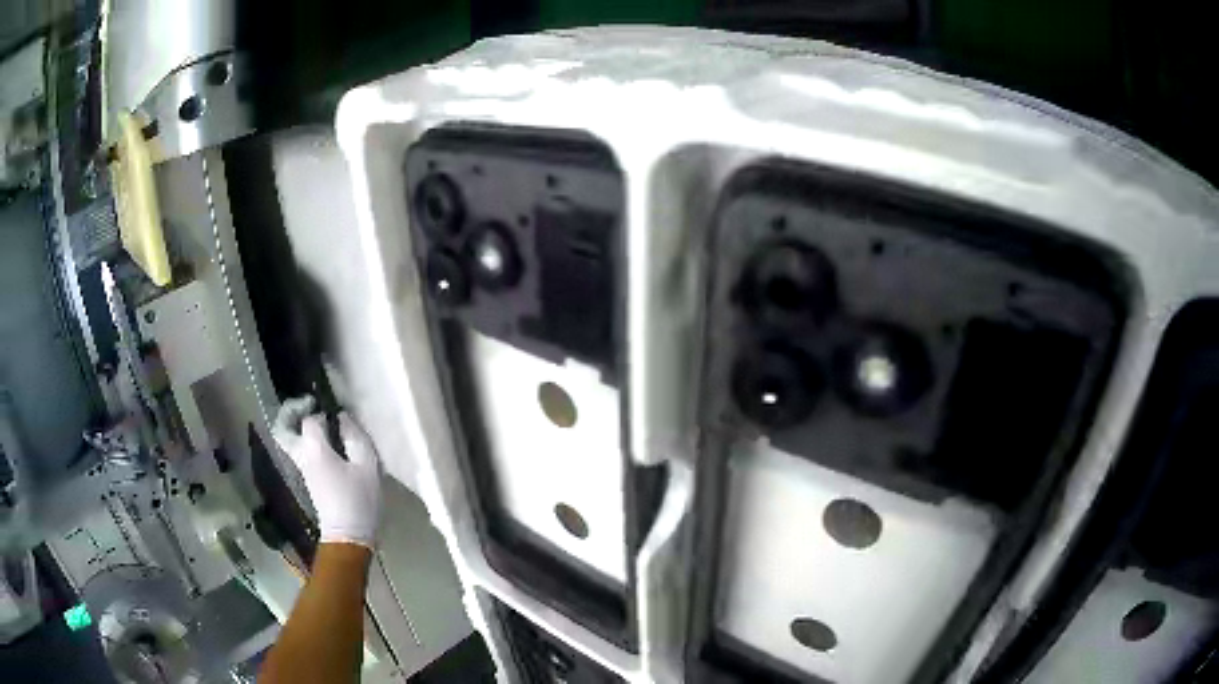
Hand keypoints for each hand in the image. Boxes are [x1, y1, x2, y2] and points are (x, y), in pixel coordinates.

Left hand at [272, 396, 381, 548]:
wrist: (349, 537)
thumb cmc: (360, 501)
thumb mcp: (367, 466)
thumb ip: (355, 437)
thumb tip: (343, 419)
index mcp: (315, 450)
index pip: (310, 420)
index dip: (321, 411)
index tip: (336, 413)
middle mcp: (303, 456)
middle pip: (282, 428)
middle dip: (290, 411)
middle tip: (307, 403)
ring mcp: (302, 469)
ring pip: (286, 440)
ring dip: (294, 425)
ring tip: (315, 419)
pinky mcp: (308, 478)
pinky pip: (297, 450)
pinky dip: (303, 438)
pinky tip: (324, 440)